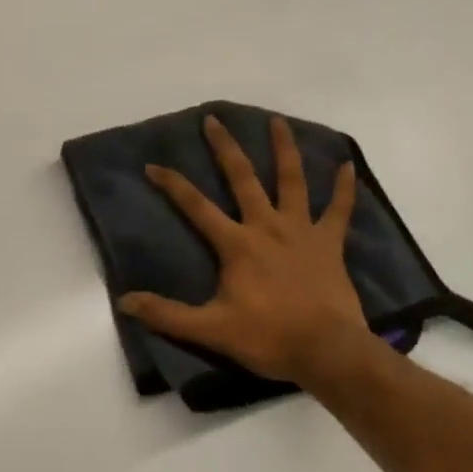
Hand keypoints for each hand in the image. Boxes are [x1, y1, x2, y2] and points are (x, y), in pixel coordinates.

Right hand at [118, 114, 375, 387]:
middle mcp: (267, 226)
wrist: (327, 351)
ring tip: (277, 120)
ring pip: (291, 180)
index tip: (153, 165)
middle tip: (213, 119)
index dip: (172, 184)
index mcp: (237, 243)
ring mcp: (301, 230)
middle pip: (242, 178)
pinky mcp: (329, 243)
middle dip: (225, 147)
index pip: (196, 206)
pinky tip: (347, 165)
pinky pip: (339, 210)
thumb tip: (125, 302)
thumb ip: (167, 315)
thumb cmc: (269, 338)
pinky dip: (344, 188)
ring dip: (284, 149)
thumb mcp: (211, 330)